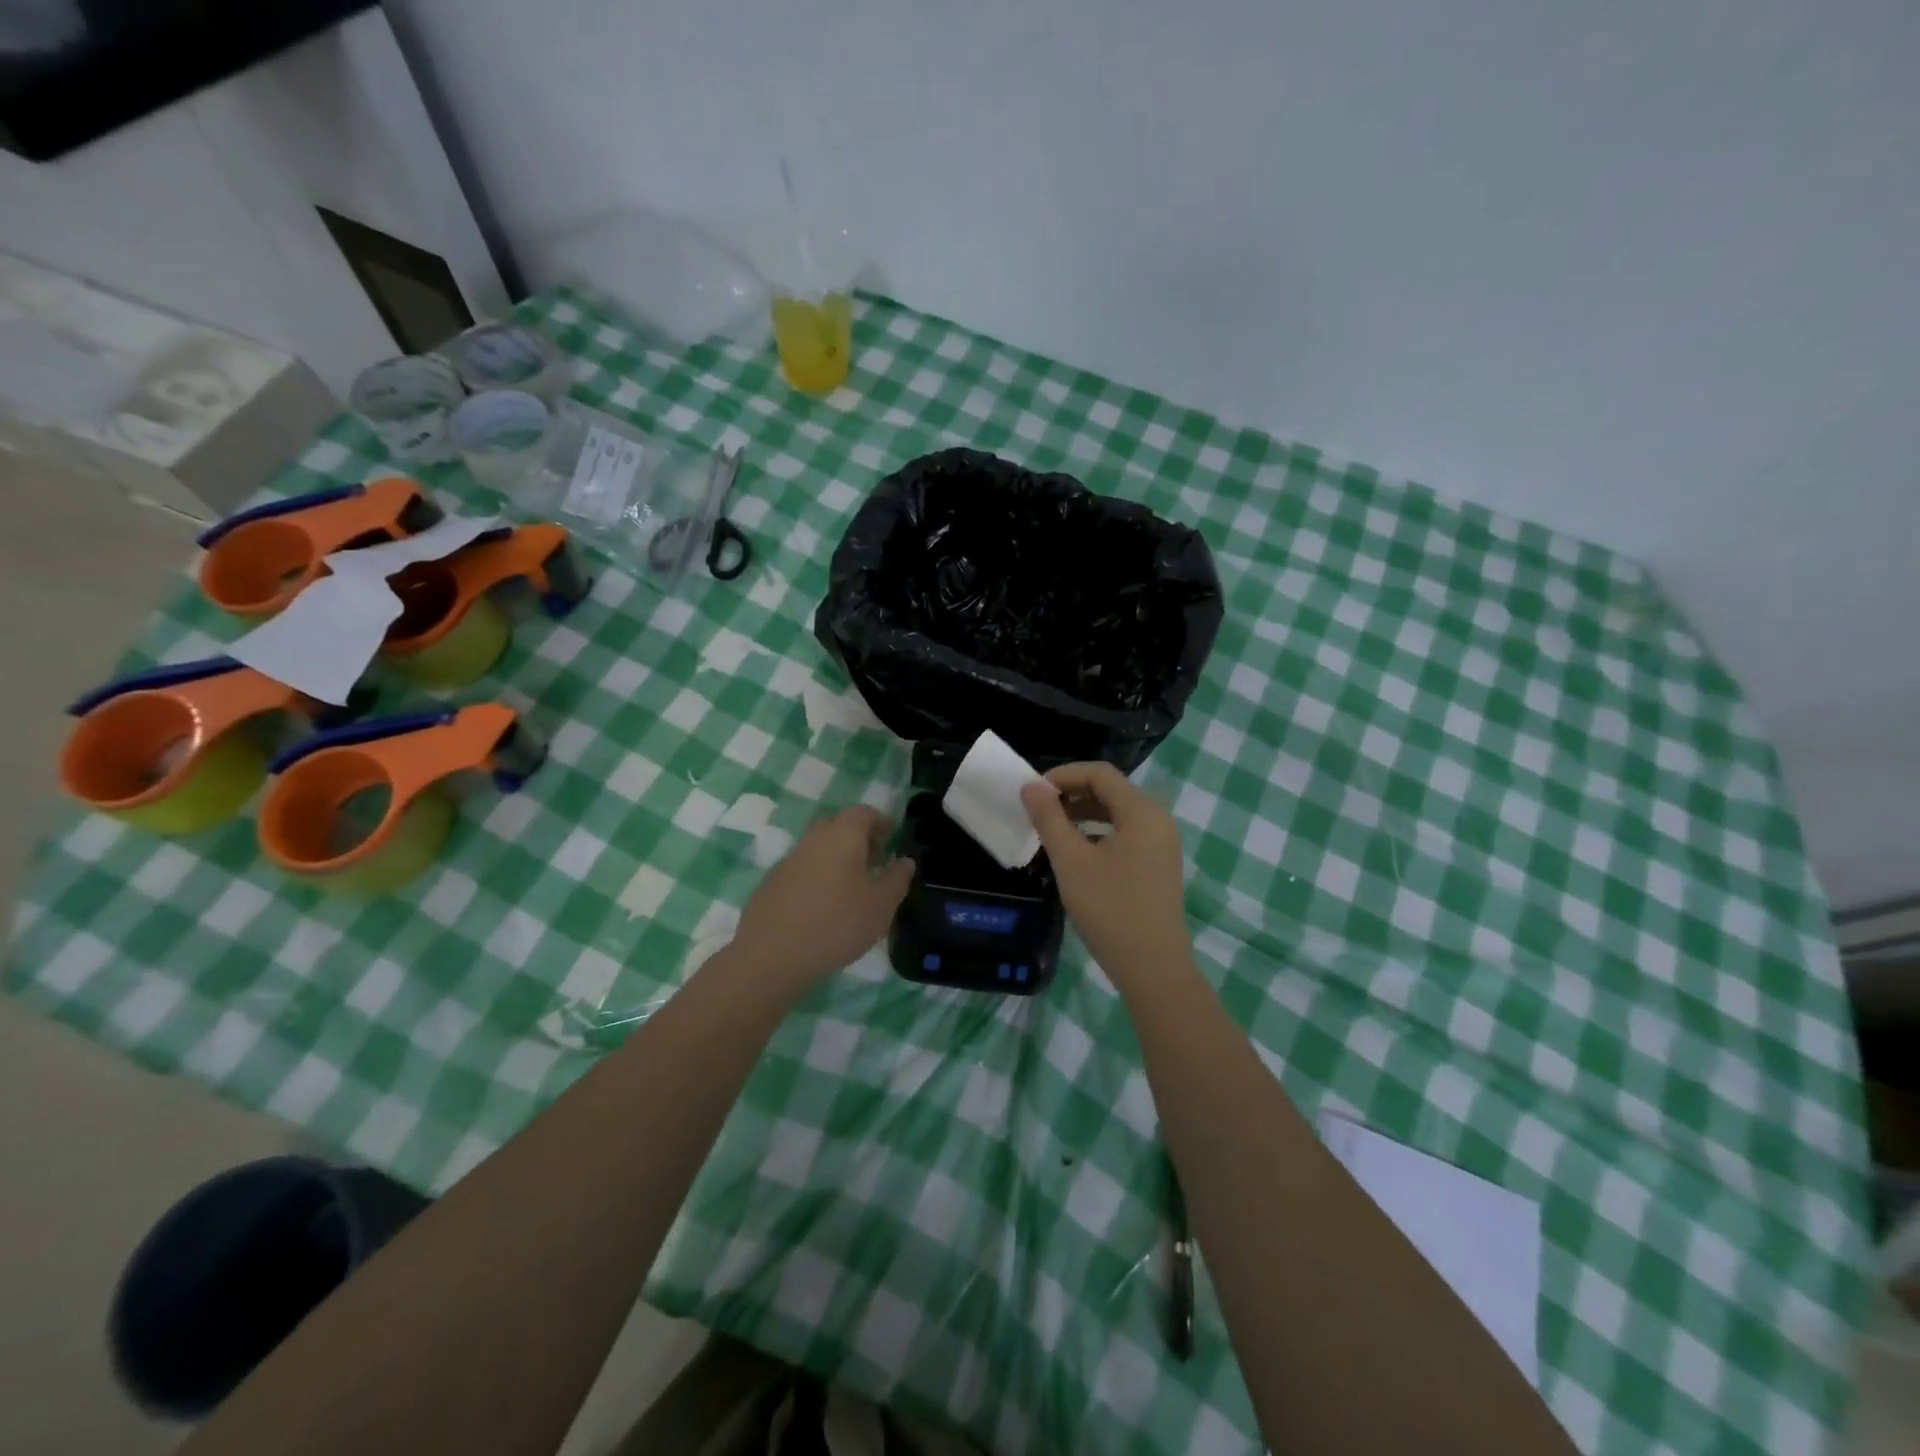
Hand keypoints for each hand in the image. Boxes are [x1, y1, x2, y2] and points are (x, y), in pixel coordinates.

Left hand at [729, 805, 913, 991]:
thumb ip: (897, 879)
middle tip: (875, 862)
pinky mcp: (771, 884)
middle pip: (838, 827)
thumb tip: (905, 861)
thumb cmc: (837, 923)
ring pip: (818, 849)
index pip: (863, 813)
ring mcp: (788, 861)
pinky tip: (824, 907)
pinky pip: (803, 870)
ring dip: (837, 859)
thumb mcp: (881, 905)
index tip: (892, 836)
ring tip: (853, 889)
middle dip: (859, 838)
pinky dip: (818, 878)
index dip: (880, 821)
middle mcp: (813, 839)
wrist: (771, 955)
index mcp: (842, 835)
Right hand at [1022, 763, 1190, 990]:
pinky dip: (1099, 834)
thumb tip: (1031, 786)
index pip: (1100, 773)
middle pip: (1111, 791)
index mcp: (1141, 812)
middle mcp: (1158, 820)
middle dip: (1072, 794)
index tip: (1033, 793)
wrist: (1152, 967)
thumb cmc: (1109, 908)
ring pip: (1118, 814)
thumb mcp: (1071, 860)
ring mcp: (1162, 844)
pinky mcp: (1159, 866)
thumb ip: (1049, 818)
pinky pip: (1126, 835)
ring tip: (1052, 830)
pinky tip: (1076, 854)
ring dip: (1083, 815)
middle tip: (1038, 811)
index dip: (1064, 775)